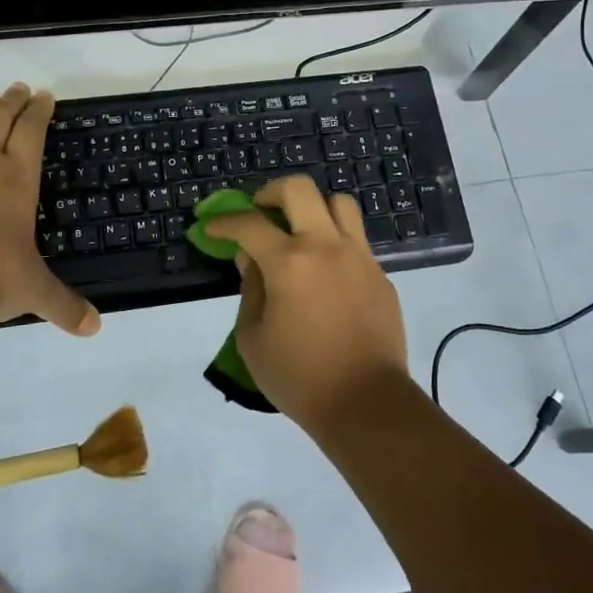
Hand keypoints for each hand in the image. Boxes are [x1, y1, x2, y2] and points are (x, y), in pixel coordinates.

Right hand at [203, 176, 408, 429]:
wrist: (367, 403)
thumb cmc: (300, 377)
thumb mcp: (252, 339)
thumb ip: (249, 290)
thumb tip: (251, 260)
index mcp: (289, 262)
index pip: (249, 224)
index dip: (224, 221)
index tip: (212, 227)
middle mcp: (326, 246)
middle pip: (299, 189)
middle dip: (271, 193)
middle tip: (260, 212)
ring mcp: (359, 256)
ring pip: (338, 203)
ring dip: (313, 208)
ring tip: (300, 231)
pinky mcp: (380, 274)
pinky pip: (356, 239)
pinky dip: (335, 241)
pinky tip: (325, 271)